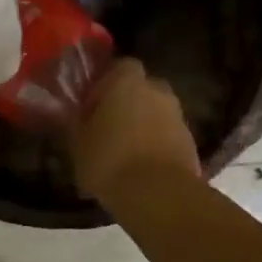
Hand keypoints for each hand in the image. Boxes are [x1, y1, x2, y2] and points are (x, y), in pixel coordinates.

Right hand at [70, 57, 201, 204]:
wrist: (158, 195)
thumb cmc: (109, 160)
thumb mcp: (77, 141)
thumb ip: (75, 120)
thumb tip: (71, 112)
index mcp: (126, 81)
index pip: (119, 66)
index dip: (105, 81)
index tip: (92, 102)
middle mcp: (156, 90)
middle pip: (141, 87)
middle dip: (128, 101)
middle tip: (109, 124)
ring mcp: (178, 115)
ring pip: (156, 111)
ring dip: (144, 123)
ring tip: (124, 149)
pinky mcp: (191, 142)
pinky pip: (168, 134)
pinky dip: (157, 143)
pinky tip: (141, 164)